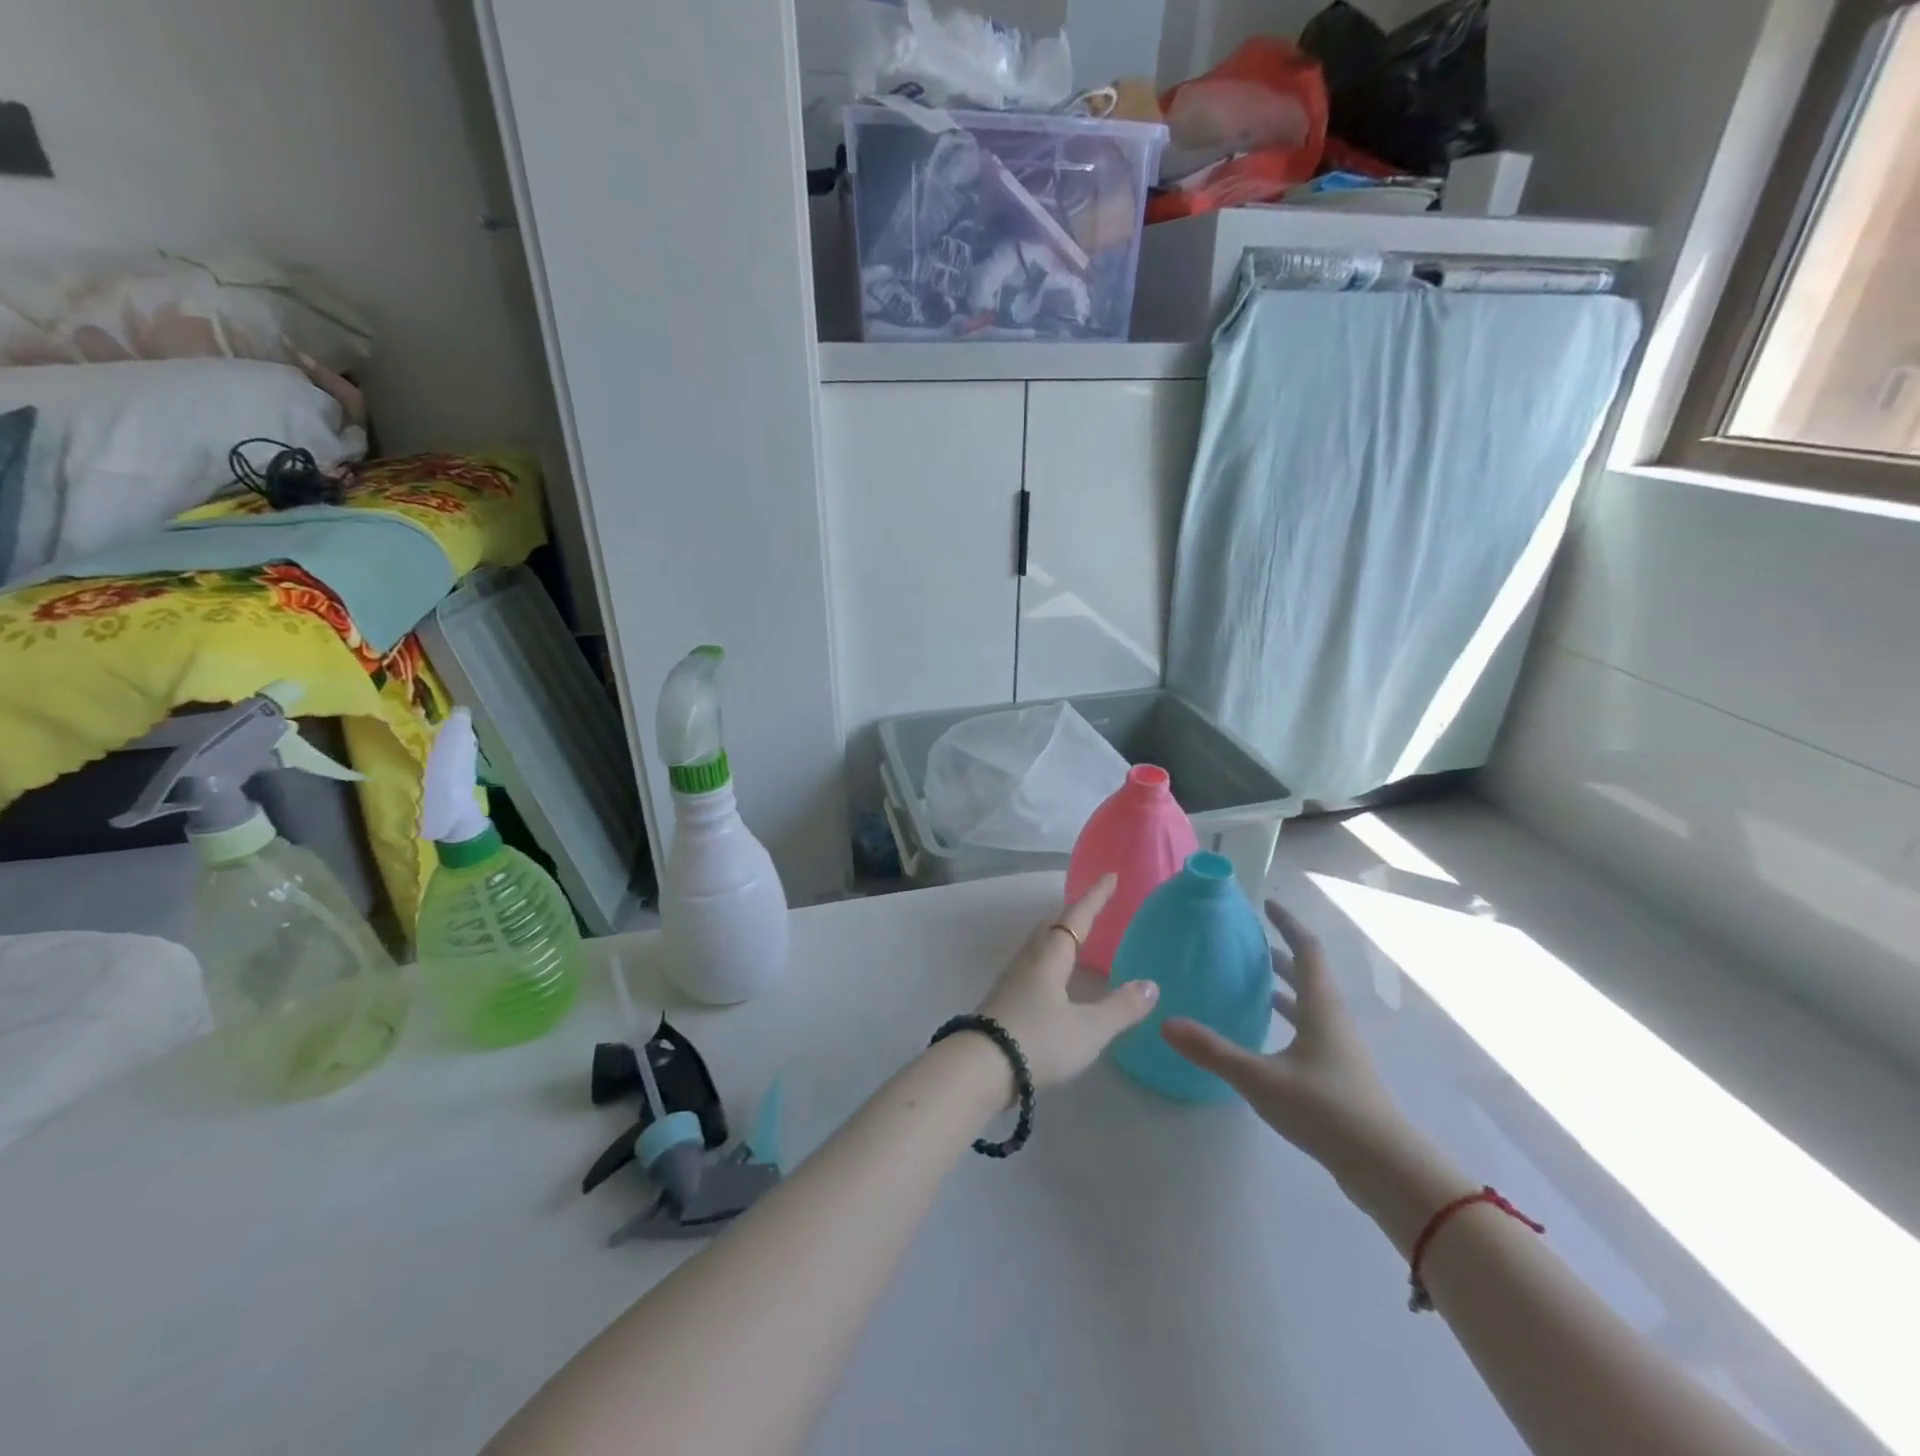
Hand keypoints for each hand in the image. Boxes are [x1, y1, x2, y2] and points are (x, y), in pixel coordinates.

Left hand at [976, 875, 1159, 1088]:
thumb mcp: (1088, 1029)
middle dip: (1074, 911)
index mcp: (1050, 956)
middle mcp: (1029, 959)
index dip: (1095, 897)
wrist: (979, 1067)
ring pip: (1039, 942)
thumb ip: (1121, 1008)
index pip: (1077, 917)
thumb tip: (1150, 985)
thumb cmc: (1038, 1041)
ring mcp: (1012, 978)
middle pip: (1052, 924)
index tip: (1110, 875)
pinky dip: (1049, 954)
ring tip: (1075, 933)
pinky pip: (1032, 962)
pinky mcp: (1004, 999)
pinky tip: (1053, 974)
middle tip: (1093, 902)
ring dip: (1058, 931)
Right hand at [1161, 898, 1402, 1178]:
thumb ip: (1212, 1050)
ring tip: (1251, 980)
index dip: (1288, 923)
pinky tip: (1264, 1034)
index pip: (1307, 949)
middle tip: (1247, 942)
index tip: (1266, 904)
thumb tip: (1164, 1022)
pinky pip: (1309, 1028)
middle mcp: (1332, 1019)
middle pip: (1308, 974)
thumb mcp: (1260, 1078)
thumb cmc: (1325, 1109)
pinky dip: (1287, 1017)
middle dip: (1280, 953)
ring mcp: (1338, 1048)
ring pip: (1309, 1003)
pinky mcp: (1337, 1073)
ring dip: (1283, 986)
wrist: (1384, 1168)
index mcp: (1320, 1007)